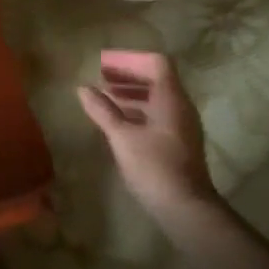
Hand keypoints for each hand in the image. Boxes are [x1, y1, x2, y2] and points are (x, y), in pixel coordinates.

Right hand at [78, 51, 217, 212]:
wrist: (185, 208)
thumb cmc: (154, 166)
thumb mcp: (122, 137)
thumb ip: (103, 111)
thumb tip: (83, 89)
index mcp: (171, 98)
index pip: (156, 63)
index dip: (130, 60)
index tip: (106, 64)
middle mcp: (181, 106)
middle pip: (157, 78)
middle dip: (128, 75)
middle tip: (101, 78)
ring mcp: (183, 125)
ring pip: (157, 98)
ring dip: (132, 93)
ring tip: (106, 98)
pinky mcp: (179, 142)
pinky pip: (159, 114)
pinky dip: (139, 110)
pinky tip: (120, 122)